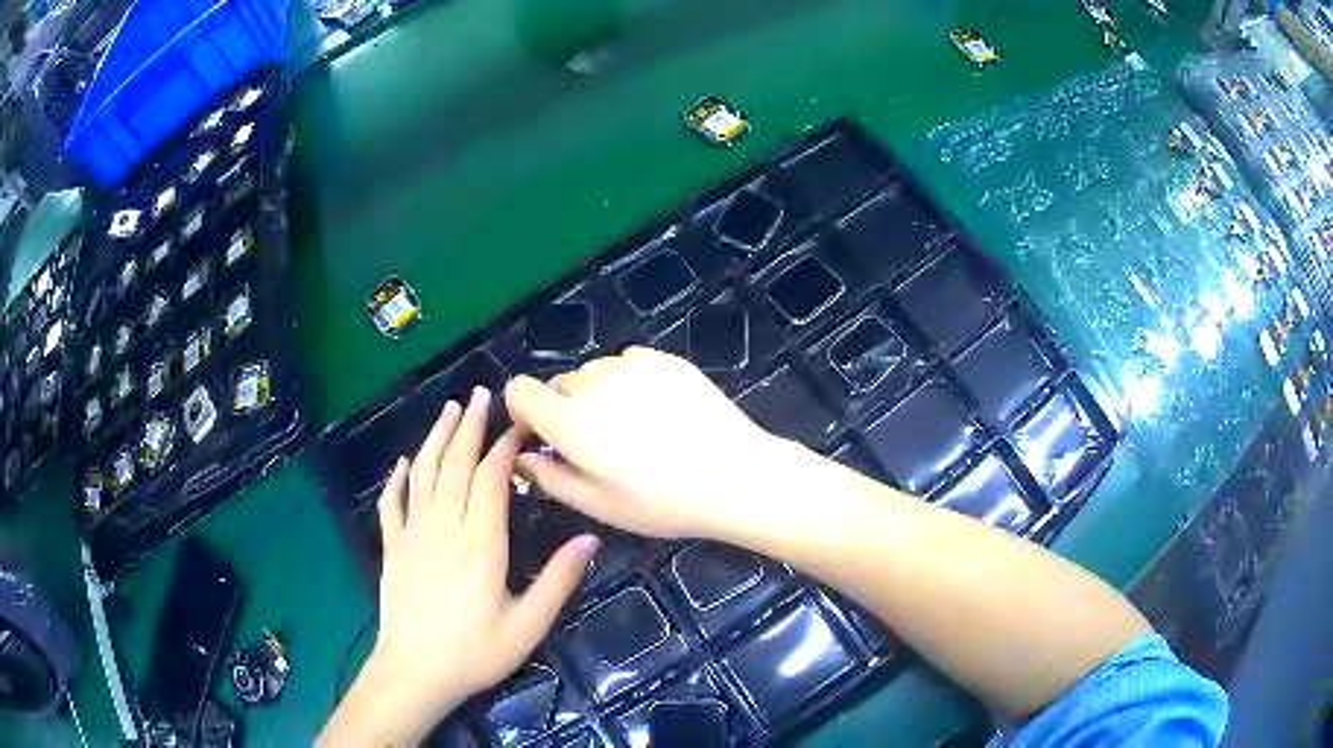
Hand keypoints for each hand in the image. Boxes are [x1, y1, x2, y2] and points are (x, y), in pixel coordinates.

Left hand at [319, 389, 598, 746]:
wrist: (415, 672)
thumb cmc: (475, 653)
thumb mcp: (527, 625)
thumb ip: (557, 580)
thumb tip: (588, 538)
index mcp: (480, 542)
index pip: (492, 477)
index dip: (506, 445)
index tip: (520, 424)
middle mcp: (444, 526)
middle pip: (456, 463)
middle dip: (471, 425)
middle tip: (482, 394)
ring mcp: (412, 534)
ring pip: (424, 473)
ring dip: (436, 438)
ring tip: (450, 409)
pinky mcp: (392, 547)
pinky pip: (392, 503)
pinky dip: (397, 479)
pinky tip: (403, 463)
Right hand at [505, 347, 787, 542]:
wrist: (735, 476)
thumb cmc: (662, 503)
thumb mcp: (597, 505)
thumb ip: (549, 477)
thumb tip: (522, 456)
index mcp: (569, 420)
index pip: (519, 390)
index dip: (523, 412)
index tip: (542, 436)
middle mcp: (593, 382)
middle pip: (558, 384)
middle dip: (564, 409)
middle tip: (598, 446)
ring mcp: (631, 365)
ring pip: (594, 373)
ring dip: (598, 394)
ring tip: (634, 429)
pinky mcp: (663, 358)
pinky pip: (628, 364)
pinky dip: (629, 382)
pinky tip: (657, 412)